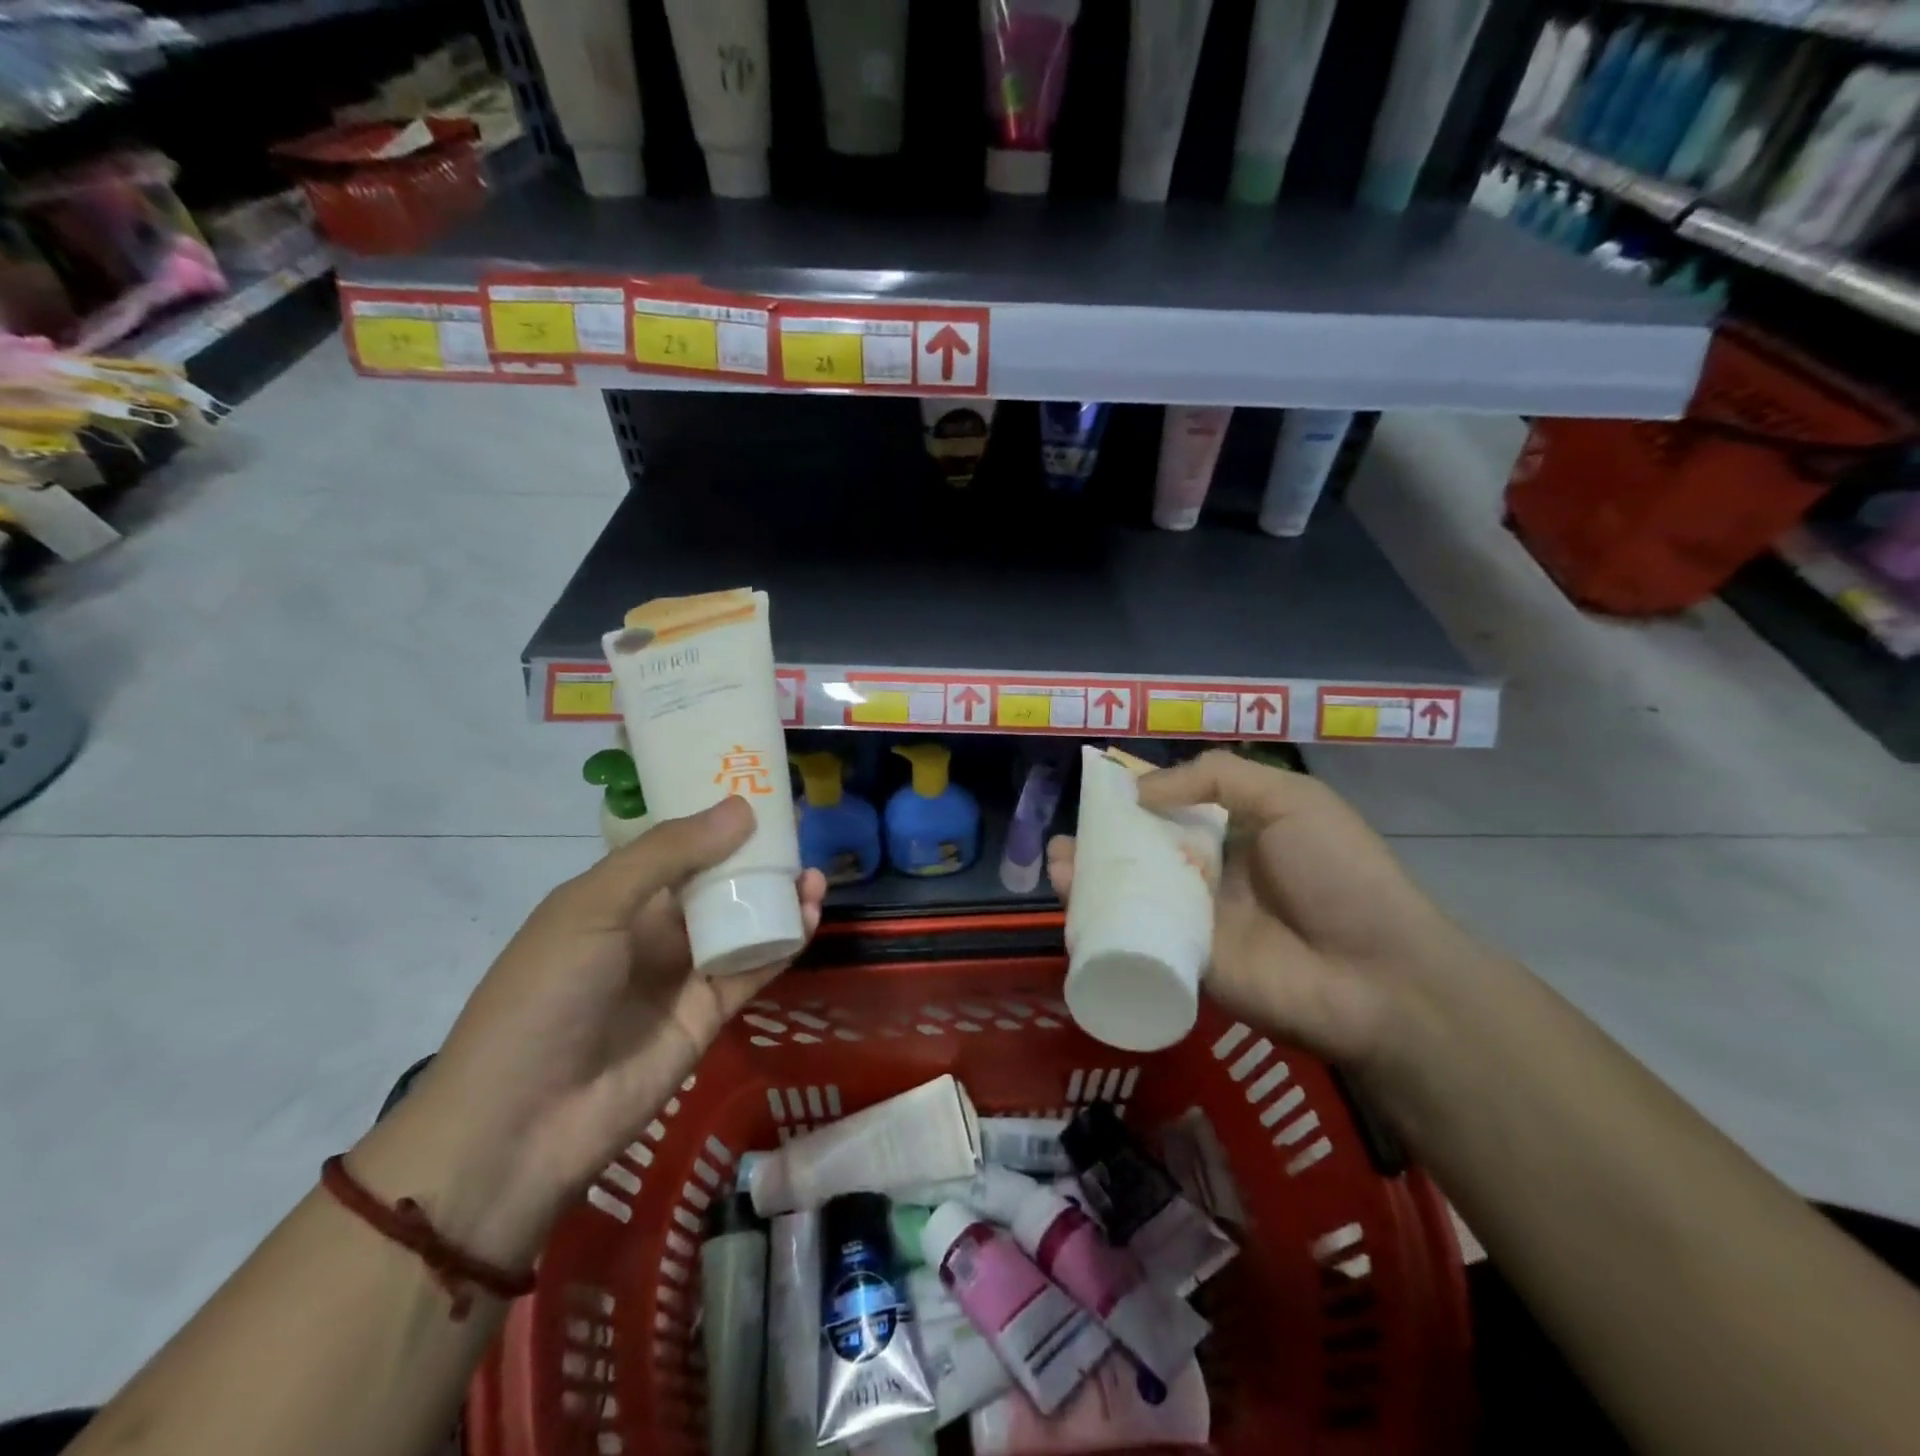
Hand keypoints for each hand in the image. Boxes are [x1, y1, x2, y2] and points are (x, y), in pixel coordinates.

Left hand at [352, 798, 826, 1266]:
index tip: (761, 792)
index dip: (715, 819)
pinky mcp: (708, 1014)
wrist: (521, 1126)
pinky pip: (753, 967)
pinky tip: (808, 916)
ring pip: (741, 922)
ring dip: (777, 897)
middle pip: (716, 882)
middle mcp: (652, 928)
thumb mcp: (594, 907)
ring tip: (813, 876)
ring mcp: (682, 973)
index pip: (675, 845)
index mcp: (616, 896)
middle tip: (800, 832)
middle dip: (757, 856)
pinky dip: (782, 942)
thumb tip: (741, 808)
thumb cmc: (544, 996)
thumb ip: (668, 855)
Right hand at [1048, 750, 1478, 1063]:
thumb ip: (1217, 777)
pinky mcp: (1184, 963)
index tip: (1096, 793)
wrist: (1377, 974)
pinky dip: (1099, 922)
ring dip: (1089, 879)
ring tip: (1056, 864)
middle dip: (1100, 843)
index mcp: (1233, 834)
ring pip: (1131, 894)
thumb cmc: (1338, 873)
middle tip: (1064, 838)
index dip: (1133, 802)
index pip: (1171, 812)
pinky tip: (1070, 905)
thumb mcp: (1290, 799)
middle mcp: (1208, 876)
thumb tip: (1140, 790)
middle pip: (1142, 854)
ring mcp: (1194, 922)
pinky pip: (1135, 938)